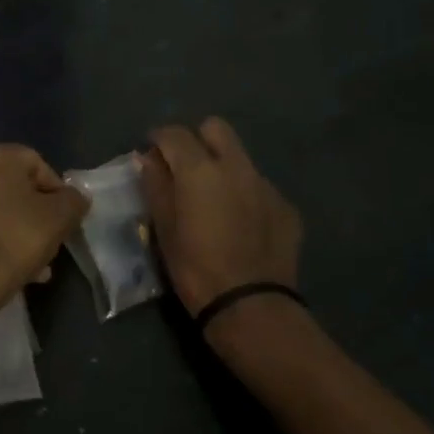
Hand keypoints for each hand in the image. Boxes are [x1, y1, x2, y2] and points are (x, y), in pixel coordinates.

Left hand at [0, 144, 89, 313]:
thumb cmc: (18, 237)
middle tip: (52, 239)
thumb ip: (74, 200)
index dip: (57, 189)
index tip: (66, 217)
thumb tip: (75, 197)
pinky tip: (14, 269)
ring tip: (38, 263)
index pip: (37, 163)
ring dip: (18, 230)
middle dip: (36, 213)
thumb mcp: (61, 216)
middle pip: (15, 188)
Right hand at [141, 118, 303, 317]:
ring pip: (240, 158)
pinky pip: (259, 186)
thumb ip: (155, 185)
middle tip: (184, 167)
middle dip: (197, 139)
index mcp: (200, 169)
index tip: (151, 153)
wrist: (250, 305)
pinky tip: (239, 223)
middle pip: (215, 128)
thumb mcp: (163, 227)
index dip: (158, 138)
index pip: (174, 133)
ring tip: (213, 200)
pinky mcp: (286, 206)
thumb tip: (148, 158)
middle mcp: (236, 166)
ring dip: (222, 167)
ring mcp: (266, 184)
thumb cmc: (194, 267)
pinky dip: (244, 194)